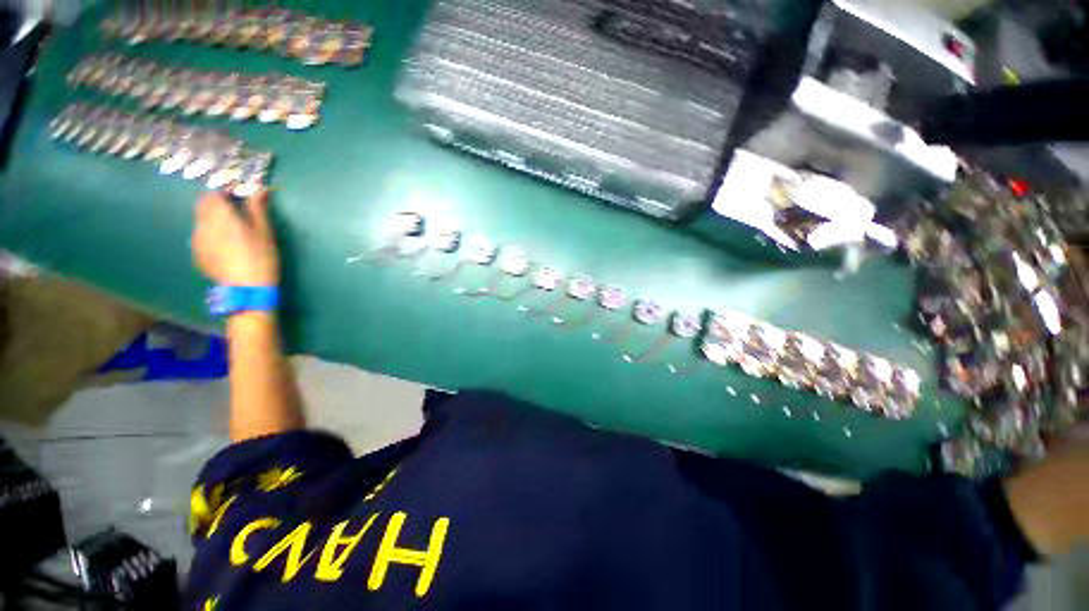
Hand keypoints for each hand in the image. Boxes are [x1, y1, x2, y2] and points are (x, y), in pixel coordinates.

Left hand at [192, 189, 279, 286]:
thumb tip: (260, 188)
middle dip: (216, 205)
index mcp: (220, 215)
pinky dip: (211, 236)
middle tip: (235, 213)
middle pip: (202, 206)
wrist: (247, 288)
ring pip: (201, 222)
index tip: (238, 198)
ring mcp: (196, 241)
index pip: (213, 195)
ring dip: (213, 221)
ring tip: (232, 233)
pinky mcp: (196, 255)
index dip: (224, 193)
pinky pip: (201, 238)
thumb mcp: (265, 231)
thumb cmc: (261, 256)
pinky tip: (226, 248)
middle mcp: (202, 224)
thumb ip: (258, 208)